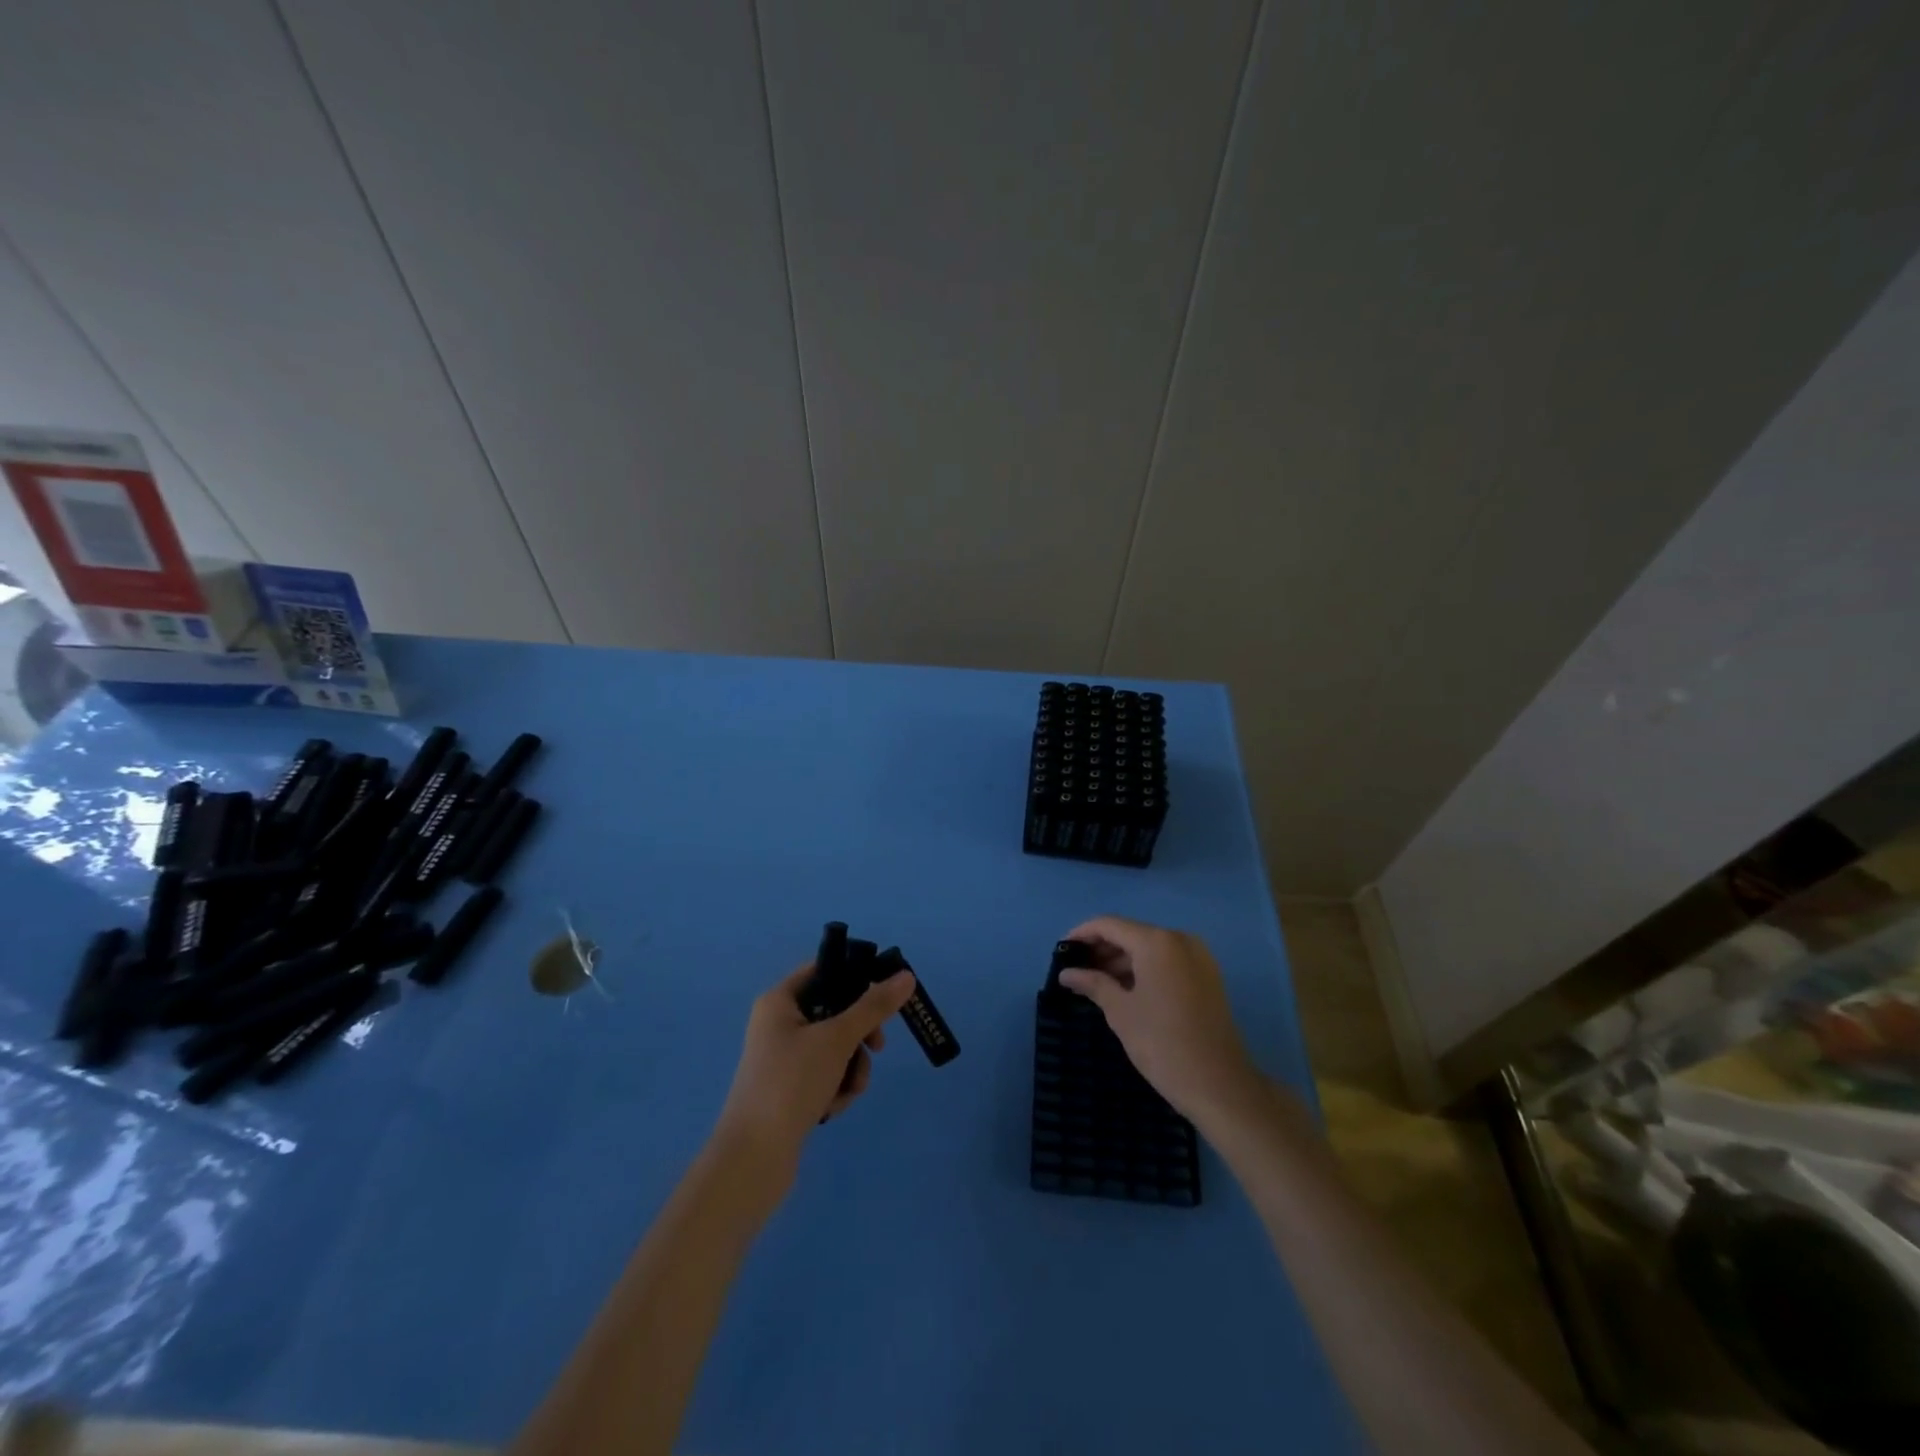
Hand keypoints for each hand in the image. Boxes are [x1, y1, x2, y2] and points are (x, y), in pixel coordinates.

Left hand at [714, 965, 917, 1181]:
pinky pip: (827, 1074)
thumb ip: (874, 1006)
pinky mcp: (790, 1089)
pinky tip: (832, 1109)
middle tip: (877, 1047)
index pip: (824, 970)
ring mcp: (784, 1059)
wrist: (753, 1159)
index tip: (886, 994)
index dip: (856, 977)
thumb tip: (906, 976)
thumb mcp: (837, 1039)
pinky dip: (837, 1088)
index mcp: (779, 1001)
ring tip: (848, 1090)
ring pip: (836, 1047)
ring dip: (852, 1067)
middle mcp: (779, 1024)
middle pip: (835, 1011)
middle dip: (860, 1035)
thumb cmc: (791, 1083)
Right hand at [1056, 916, 1260, 1123]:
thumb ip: (1093, 984)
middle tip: (1077, 970)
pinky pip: (1168, 961)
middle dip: (1103, 949)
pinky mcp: (1208, 976)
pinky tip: (1126, 990)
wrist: (1219, 1085)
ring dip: (1123, 960)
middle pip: (1131, 933)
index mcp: (1157, 942)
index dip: (1082, 934)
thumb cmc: (1162, 1044)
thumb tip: (1067, 973)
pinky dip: (1145, 969)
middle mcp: (1179, 940)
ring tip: (1096, 983)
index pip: (1109, 925)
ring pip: (1150, 948)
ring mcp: (1198, 957)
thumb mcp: (1120, 1012)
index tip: (1061, 951)